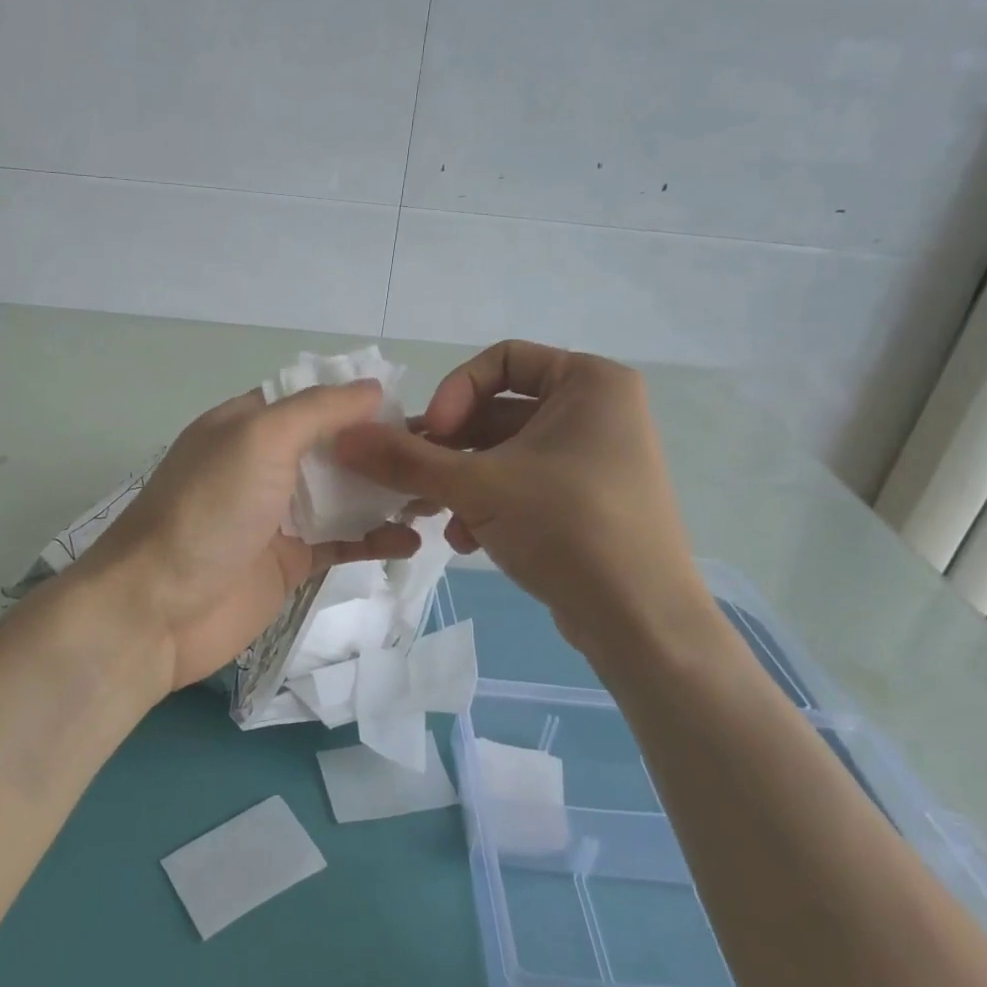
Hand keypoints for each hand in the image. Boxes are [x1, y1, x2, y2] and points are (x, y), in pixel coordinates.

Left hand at [78, 382, 421, 690]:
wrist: (157, 610)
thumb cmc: (208, 510)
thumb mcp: (260, 438)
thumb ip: (318, 410)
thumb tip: (374, 386)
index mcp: (249, 425)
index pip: (314, 401)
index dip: (361, 402)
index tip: (415, 409)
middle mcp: (264, 464)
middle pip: (334, 448)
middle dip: (383, 450)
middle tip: (440, 457)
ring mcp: (277, 515)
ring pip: (343, 495)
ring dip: (386, 493)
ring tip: (437, 496)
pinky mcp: (289, 561)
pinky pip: (341, 542)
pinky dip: (375, 539)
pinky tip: (412, 540)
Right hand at [334, 340, 709, 657]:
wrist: (644, 625)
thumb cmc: (569, 528)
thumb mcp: (479, 487)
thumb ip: (406, 459)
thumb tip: (342, 437)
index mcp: (589, 383)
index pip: (501, 360)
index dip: (456, 392)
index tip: (431, 435)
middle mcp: (596, 411)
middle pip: (497, 412)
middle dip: (447, 449)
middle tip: (408, 478)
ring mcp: (593, 458)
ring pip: (505, 453)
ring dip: (460, 481)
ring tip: (429, 514)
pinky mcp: (586, 500)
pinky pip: (523, 483)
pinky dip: (489, 504)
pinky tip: (466, 540)